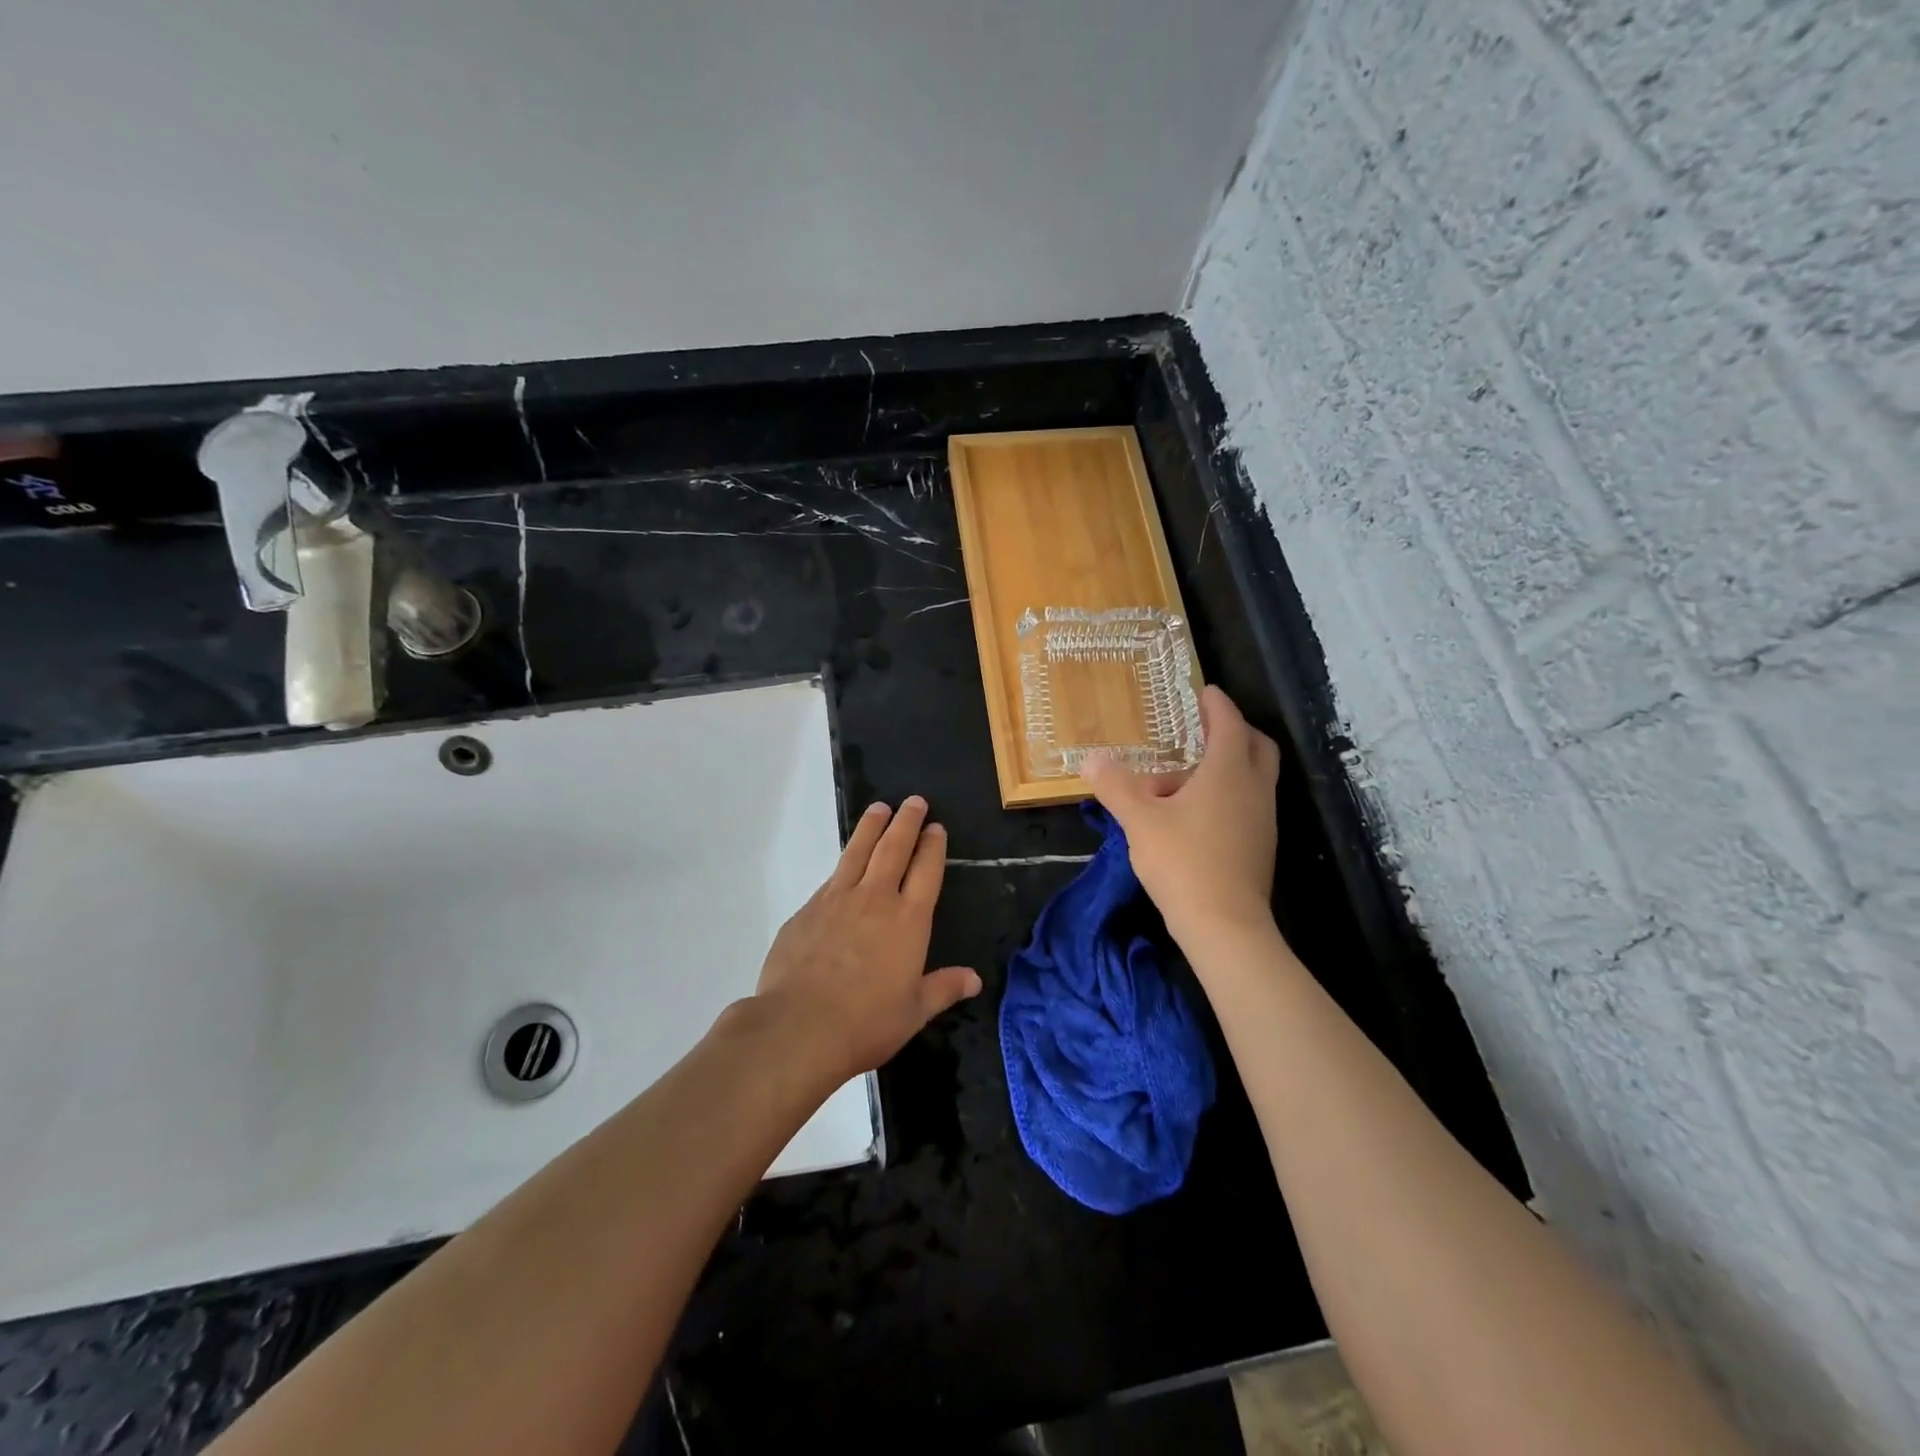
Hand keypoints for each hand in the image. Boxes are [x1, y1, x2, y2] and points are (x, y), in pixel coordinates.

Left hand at [754, 795, 980, 1082]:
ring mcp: (837, 901)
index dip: (932, 846)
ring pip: (858, 852)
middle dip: (906, 822)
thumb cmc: (866, 1023)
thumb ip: (943, 989)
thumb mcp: (914, 1012)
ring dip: (871, 828)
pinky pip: (831, 879)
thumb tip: (974, 979)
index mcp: (908, 921)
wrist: (799, 1027)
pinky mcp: (807, 911)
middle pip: (893, 849)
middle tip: (914, 800)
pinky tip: (844, 864)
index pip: (926, 871)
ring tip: (879, 808)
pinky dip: (843, 864)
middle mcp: (875, 900)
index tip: (936, 827)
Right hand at [1082, 686, 1281, 946]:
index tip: (1204, 691)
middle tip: (1202, 729)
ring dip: (1225, 768)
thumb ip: (1115, 786)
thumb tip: (1090, 760)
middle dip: (1232, 731)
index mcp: (1228, 772)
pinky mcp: (1260, 846)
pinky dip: (1227, 795)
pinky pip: (1247, 804)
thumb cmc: (1183, 862)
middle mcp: (1254, 789)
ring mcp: (1263, 819)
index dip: (1217, 704)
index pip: (1229, 723)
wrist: (1225, 926)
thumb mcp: (1139, 821)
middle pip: (1256, 746)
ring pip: (1252, 778)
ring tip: (1182, 780)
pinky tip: (1193, 815)